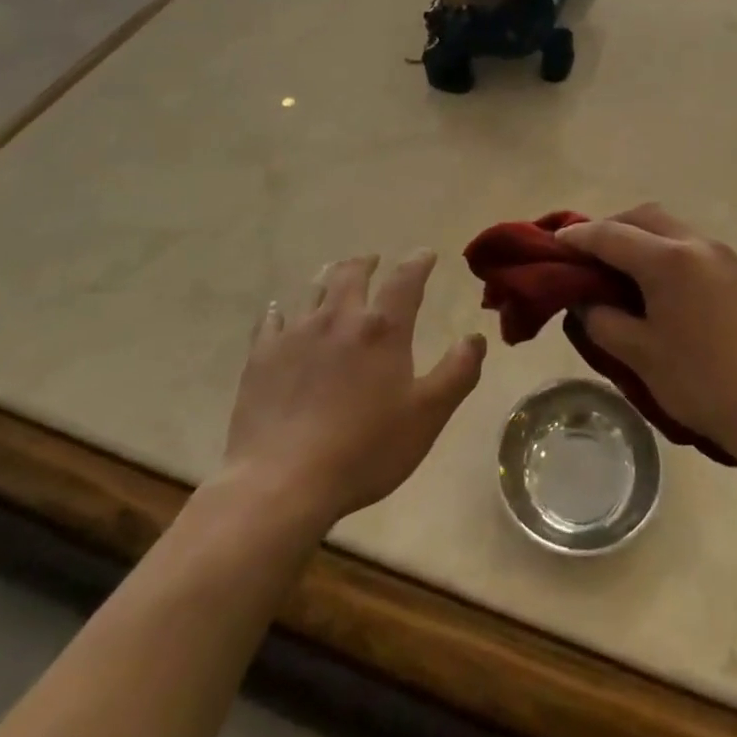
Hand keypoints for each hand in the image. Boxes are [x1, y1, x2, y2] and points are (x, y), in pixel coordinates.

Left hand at [225, 252, 485, 525]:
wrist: (282, 481)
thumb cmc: (364, 450)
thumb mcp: (428, 416)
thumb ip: (457, 372)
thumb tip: (475, 337)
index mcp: (382, 329)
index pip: (405, 281)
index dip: (418, 263)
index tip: (425, 254)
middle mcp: (338, 319)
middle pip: (352, 274)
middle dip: (367, 263)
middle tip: (374, 260)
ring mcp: (295, 334)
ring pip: (313, 290)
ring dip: (328, 277)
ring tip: (334, 274)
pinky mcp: (261, 357)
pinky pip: (269, 322)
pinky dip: (278, 311)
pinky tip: (278, 312)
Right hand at [558, 205, 736, 460]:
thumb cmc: (700, 383)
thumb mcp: (639, 354)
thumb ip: (602, 320)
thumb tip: (585, 301)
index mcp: (668, 259)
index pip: (610, 235)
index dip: (579, 236)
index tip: (557, 241)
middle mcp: (700, 244)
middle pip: (646, 216)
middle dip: (614, 227)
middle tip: (592, 252)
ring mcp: (730, 257)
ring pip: (677, 229)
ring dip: (647, 239)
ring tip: (630, 270)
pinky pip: (702, 251)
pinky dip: (676, 256)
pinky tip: (673, 290)